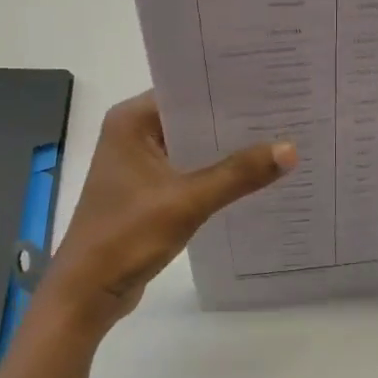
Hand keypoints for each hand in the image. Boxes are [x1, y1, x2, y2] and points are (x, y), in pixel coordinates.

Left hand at [38, 91, 295, 335]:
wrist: (87, 293)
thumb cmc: (127, 236)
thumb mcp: (187, 202)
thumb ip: (237, 174)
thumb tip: (290, 148)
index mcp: (130, 121)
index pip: (185, 90)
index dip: (226, 88)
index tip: (269, 84)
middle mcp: (132, 133)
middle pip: (191, 117)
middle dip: (232, 119)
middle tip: (284, 111)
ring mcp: (138, 163)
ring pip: (191, 145)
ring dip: (224, 149)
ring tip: (276, 138)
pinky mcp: (146, 190)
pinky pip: (187, 170)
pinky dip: (213, 173)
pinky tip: (251, 176)